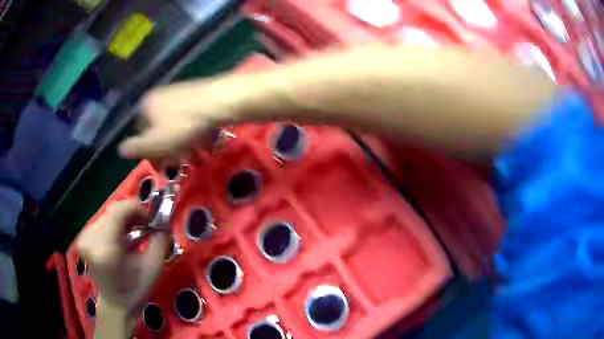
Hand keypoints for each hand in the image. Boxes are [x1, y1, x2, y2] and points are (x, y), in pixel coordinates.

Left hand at [76, 200, 168, 336]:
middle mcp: (91, 238)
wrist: (116, 303)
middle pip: (114, 211)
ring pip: (109, 214)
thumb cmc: (135, 289)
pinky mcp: (85, 238)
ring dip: (125, 220)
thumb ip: (160, 242)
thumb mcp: (153, 268)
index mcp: (106, 247)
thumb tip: (163, 223)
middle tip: (146, 226)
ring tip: (137, 232)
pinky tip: (125, 236)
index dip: (137, 208)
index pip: (119, 210)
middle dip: (133, 215)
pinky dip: (117, 224)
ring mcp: (85, 237)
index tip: (150, 220)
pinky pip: (103, 221)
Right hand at [118, 74, 267, 159]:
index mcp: (147, 106)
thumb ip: (136, 147)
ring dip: (184, 145)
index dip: (149, 153)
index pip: (141, 133)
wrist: (217, 103)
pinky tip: (206, 145)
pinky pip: (191, 120)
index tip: (161, 167)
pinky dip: (195, 134)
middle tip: (180, 164)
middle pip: (160, 129)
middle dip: (169, 150)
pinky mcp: (198, 96)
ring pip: (177, 126)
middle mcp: (161, 97)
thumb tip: (120, 150)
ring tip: (195, 158)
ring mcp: (180, 94)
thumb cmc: (181, 127)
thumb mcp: (154, 143)